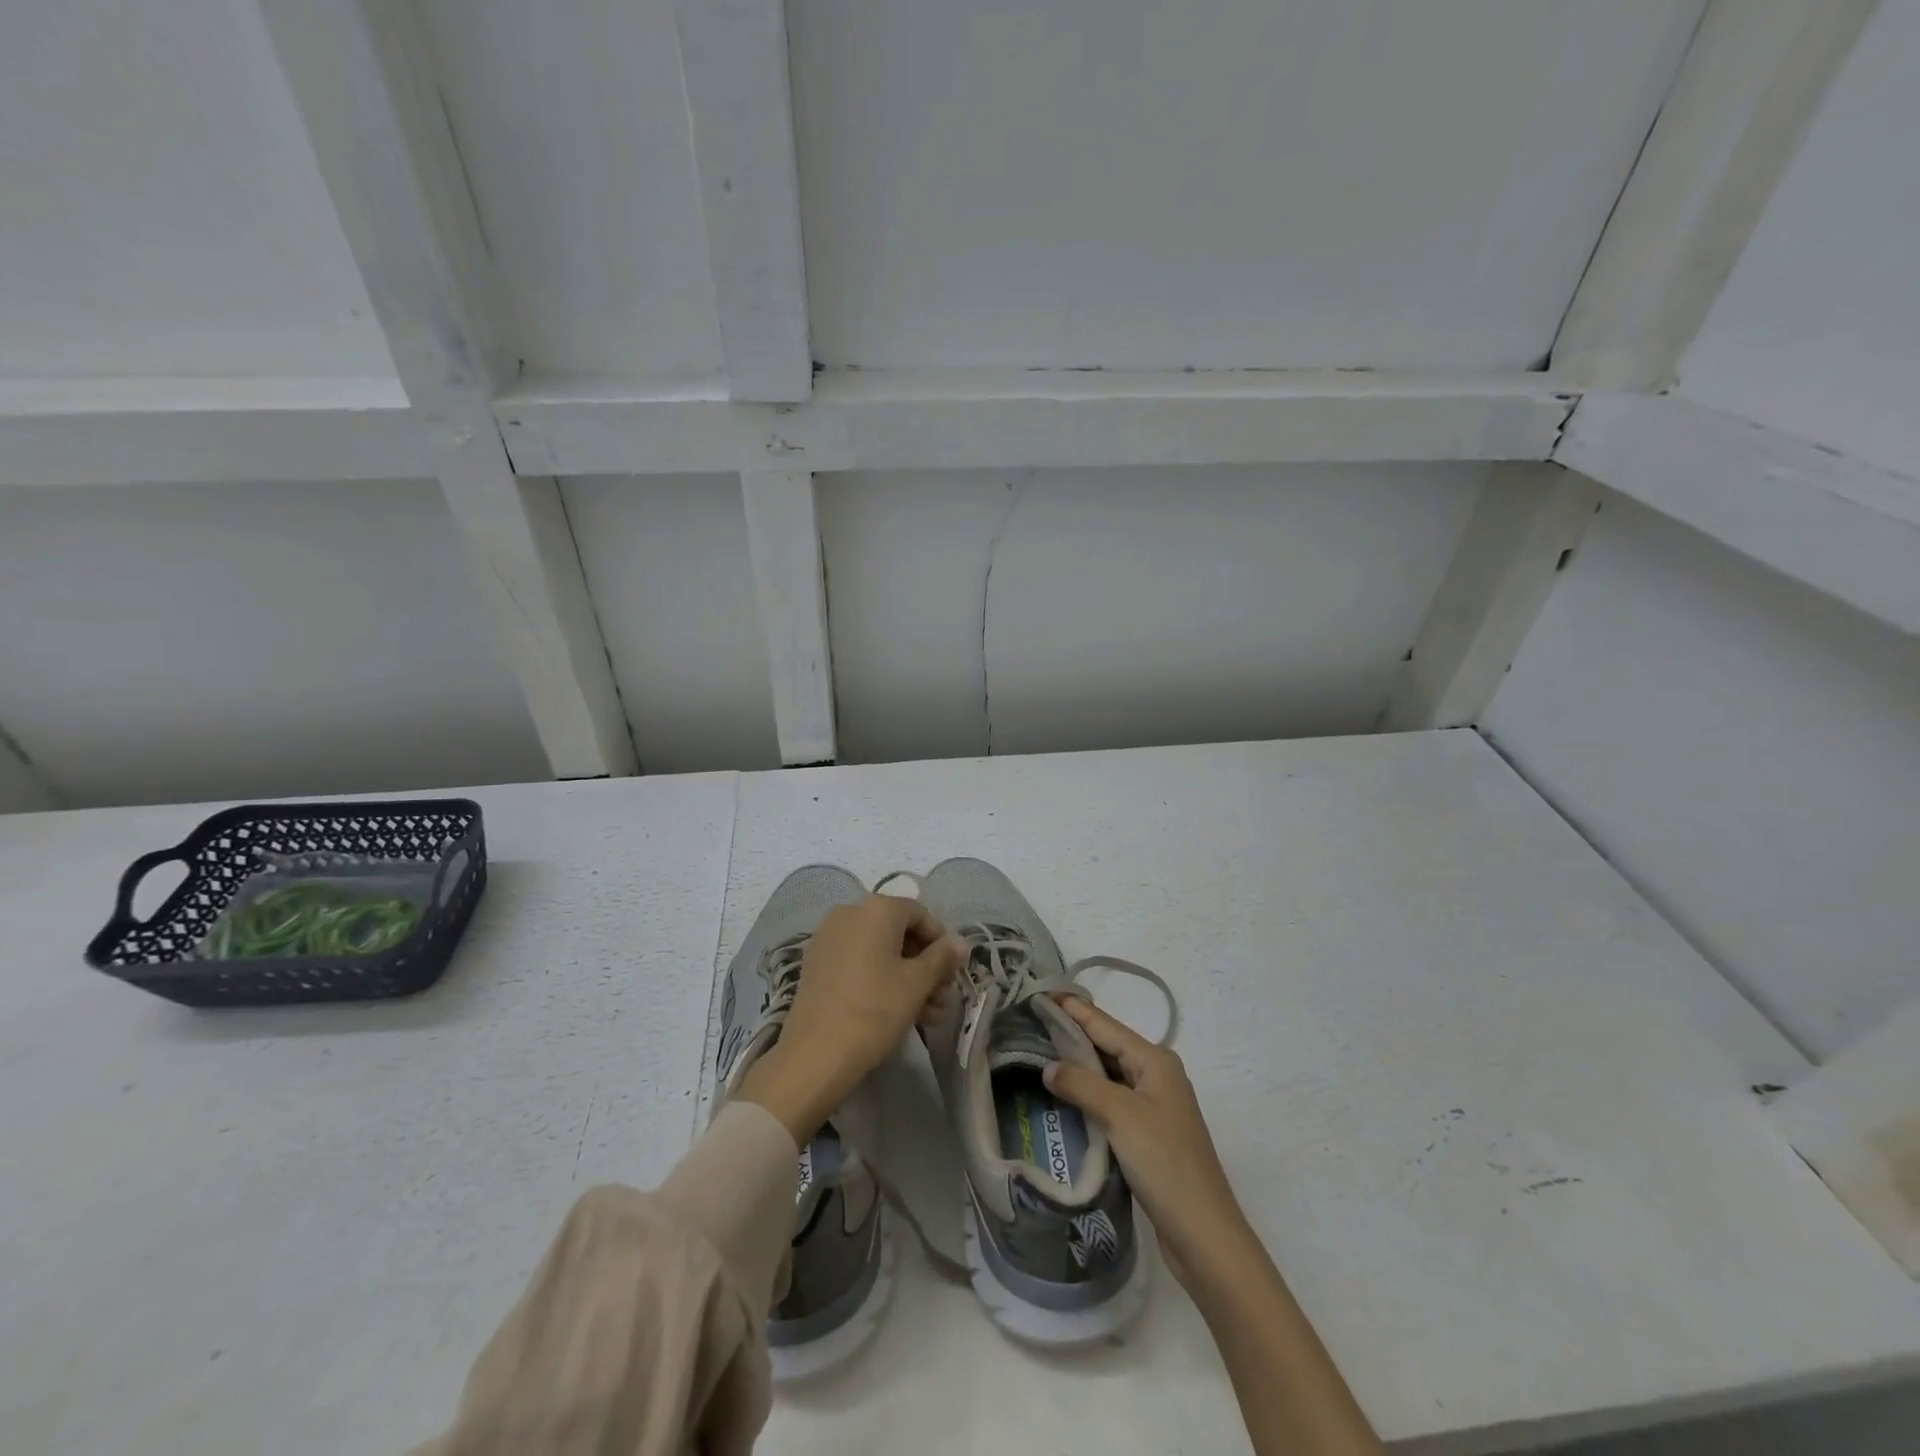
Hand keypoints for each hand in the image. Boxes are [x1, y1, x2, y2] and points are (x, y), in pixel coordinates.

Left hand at [740, 896, 961, 1144]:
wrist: (815, 1054)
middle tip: (942, 997)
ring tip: (928, 1014)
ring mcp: (829, 938)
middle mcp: (850, 913)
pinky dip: (880, 979)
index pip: (920, 914)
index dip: (941, 942)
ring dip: (907, 977)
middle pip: (899, 932)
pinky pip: (858, 962)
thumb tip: (960, 943)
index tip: (951, 973)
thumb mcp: (917, 983)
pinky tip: (900, 1011)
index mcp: (876, 909)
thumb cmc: (875, 1009)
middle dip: (925, 964)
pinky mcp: (817, 964)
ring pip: (879, 951)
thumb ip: (942, 957)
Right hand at [1042, 995, 1257, 1296]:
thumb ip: (1082, 1084)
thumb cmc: (1165, 1162)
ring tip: (1039, 1051)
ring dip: (1078, 1065)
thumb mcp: (1120, 1115)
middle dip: (1072, 1033)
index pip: (1105, 1024)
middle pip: (1107, 1045)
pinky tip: (1063, 1096)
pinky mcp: (1147, 1134)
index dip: (1073, 1008)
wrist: (1203, 1233)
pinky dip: (1088, 1094)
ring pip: (1108, 1074)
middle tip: (1032, 1021)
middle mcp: (1156, 1076)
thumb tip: (1048, 1066)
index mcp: (1155, 1061)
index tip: (1041, 991)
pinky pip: (1111, 1101)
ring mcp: (1153, 1106)